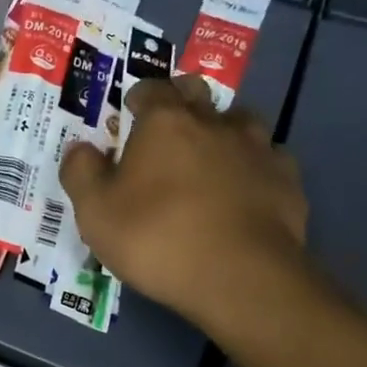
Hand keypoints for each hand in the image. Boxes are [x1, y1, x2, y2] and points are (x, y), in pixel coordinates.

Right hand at [60, 76, 310, 336]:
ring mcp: (257, 149)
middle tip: (168, 129)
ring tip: (211, 158)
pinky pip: (269, 160)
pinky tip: (247, 190)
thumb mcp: (95, 212)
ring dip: (224, 130)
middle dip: (182, 100)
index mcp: (165, 122)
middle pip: (198, 92)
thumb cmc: (157, 237)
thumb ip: (81, 172)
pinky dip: (255, 167)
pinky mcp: (287, 180)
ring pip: (241, 121)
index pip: (151, 89)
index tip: (131, 112)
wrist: (240, 277)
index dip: (139, 96)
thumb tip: (79, 148)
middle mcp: (214, 123)